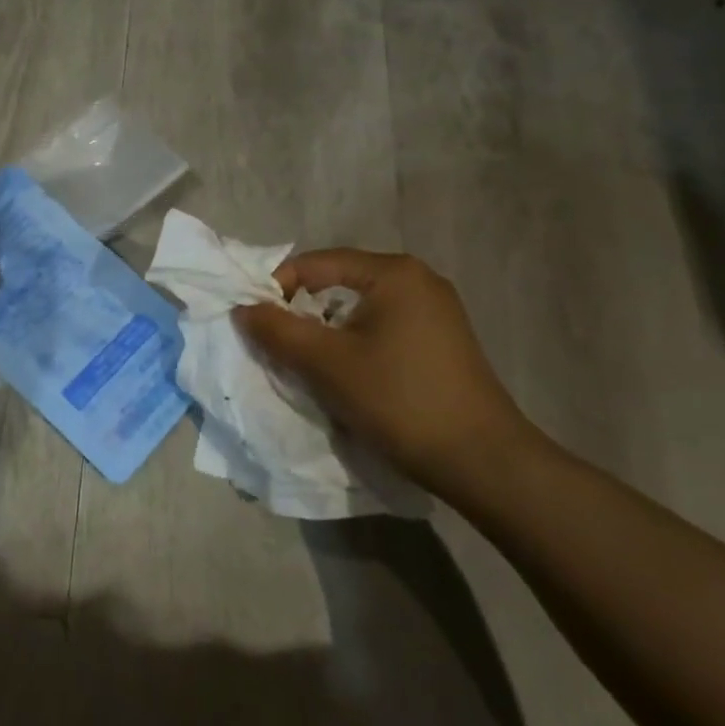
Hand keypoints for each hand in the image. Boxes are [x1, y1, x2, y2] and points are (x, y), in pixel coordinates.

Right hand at [233, 250, 531, 486]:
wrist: (482, 461)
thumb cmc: (399, 400)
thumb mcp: (326, 364)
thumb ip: (277, 331)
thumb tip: (242, 308)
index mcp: (393, 272)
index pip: (315, 263)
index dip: (276, 288)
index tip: (255, 323)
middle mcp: (417, 280)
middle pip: (336, 283)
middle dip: (300, 312)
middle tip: (276, 345)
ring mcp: (434, 311)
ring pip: (357, 309)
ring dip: (325, 331)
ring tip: (305, 362)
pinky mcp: (440, 341)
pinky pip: (380, 328)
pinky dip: (352, 343)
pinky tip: (345, 373)